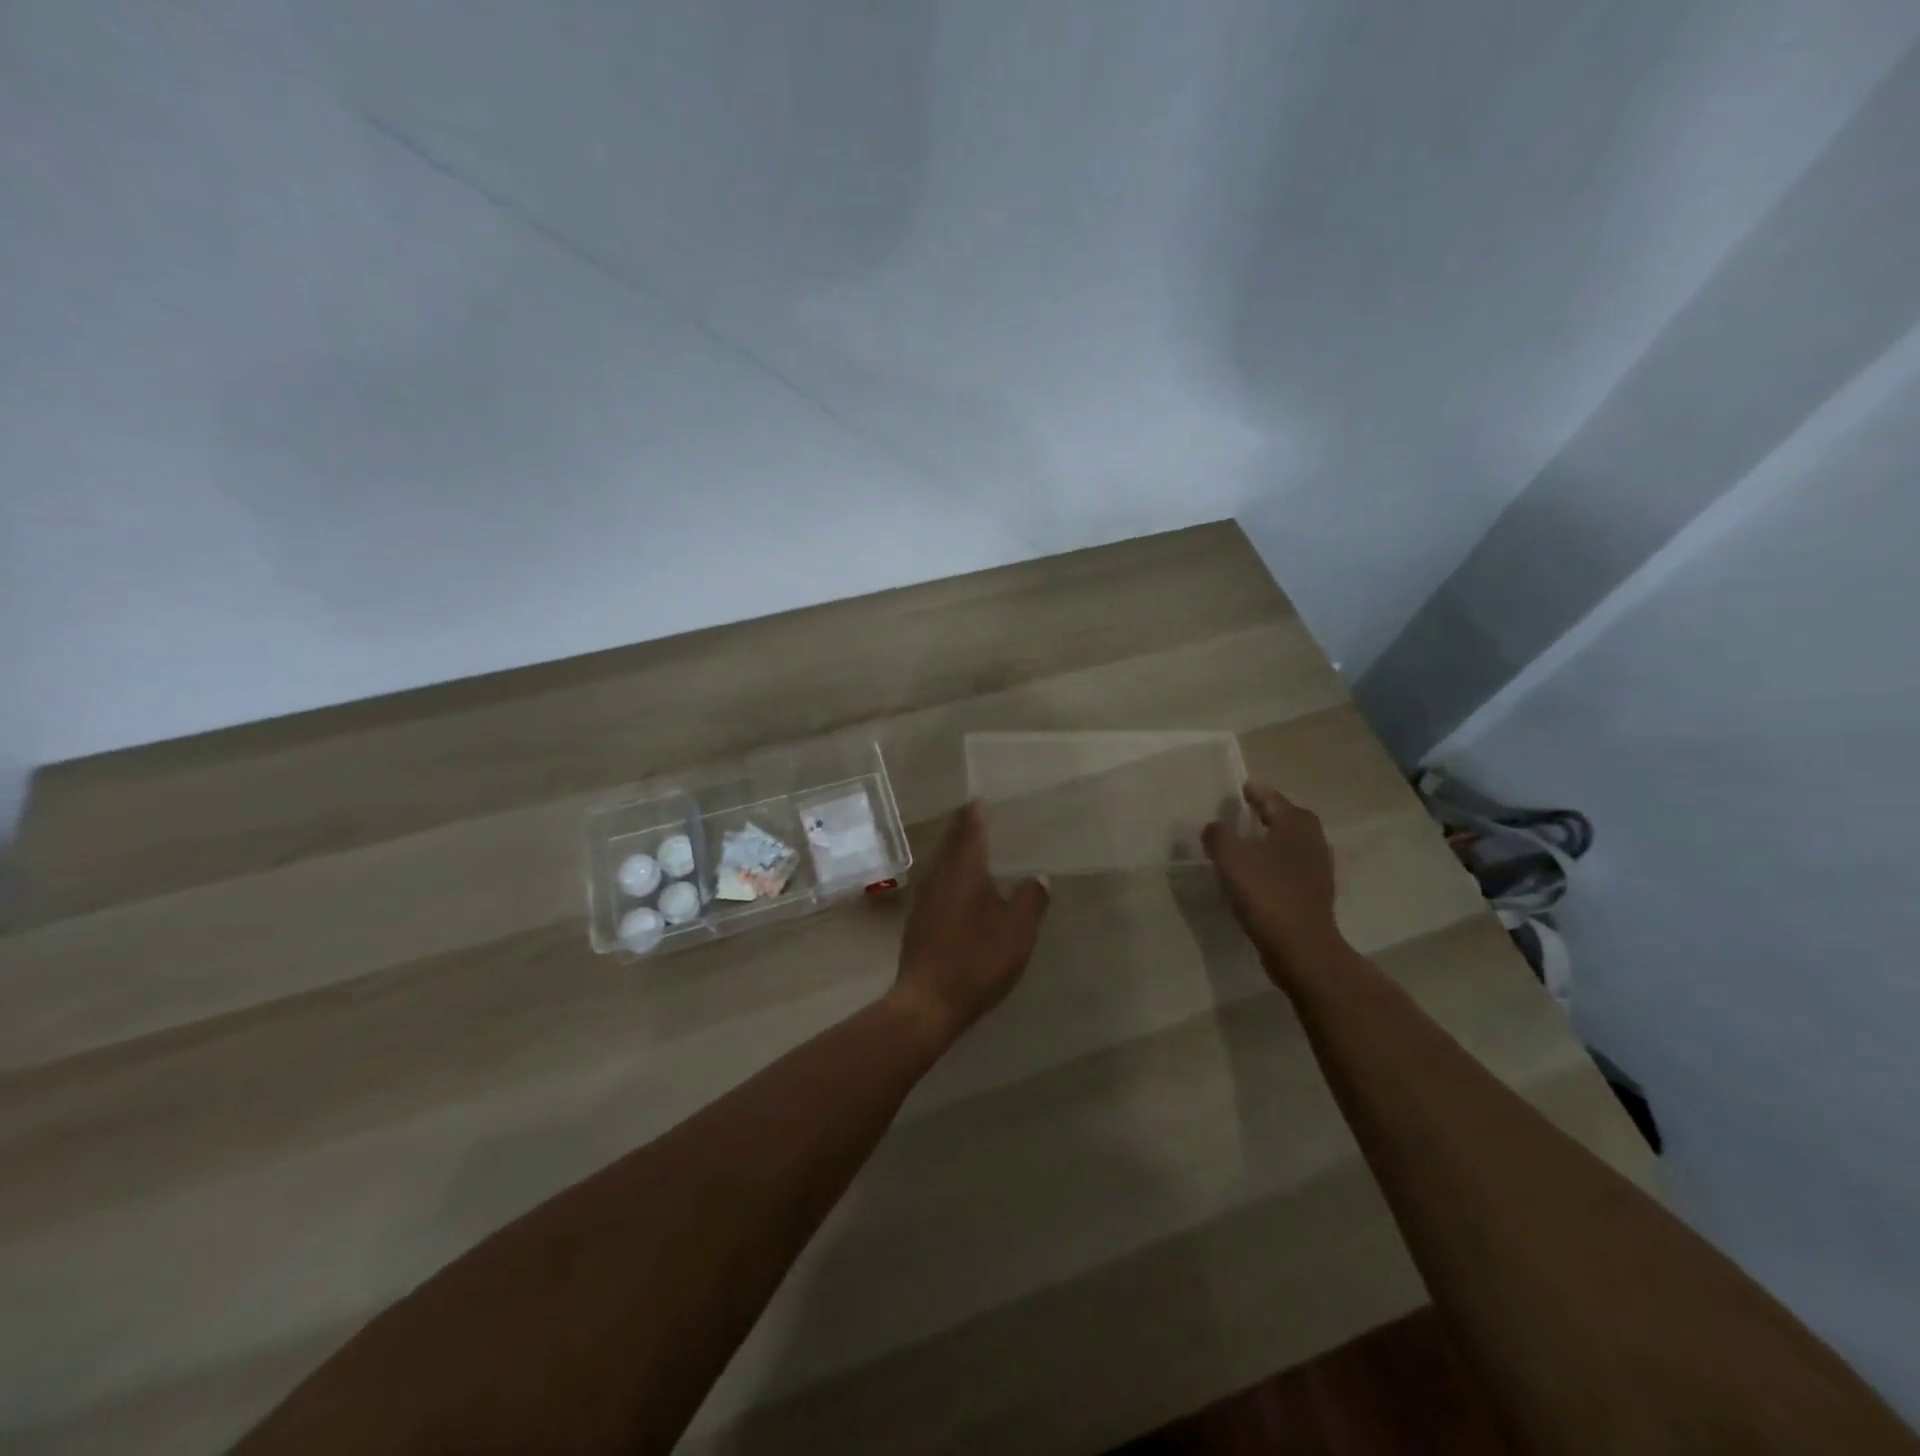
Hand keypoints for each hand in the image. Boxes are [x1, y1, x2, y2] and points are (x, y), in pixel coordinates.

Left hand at [890, 801, 1049, 1042]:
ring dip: (956, 855)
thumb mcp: (1017, 930)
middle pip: (951, 845)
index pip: (969, 831)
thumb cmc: (977, 959)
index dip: (974, 814)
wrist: (928, 1002)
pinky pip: (938, 887)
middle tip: (975, 818)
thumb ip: (1031, 899)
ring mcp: (924, 901)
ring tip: (971, 850)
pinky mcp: (918, 923)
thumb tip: (1039, 876)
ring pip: (942, 866)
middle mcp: (939, 877)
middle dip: (963, 831)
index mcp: (963, 871)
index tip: (977, 799)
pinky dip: (951, 878)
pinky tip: (961, 891)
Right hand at [1203, 782, 1343, 979]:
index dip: (1255, 792)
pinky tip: (1256, 876)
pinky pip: (1289, 869)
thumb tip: (1214, 827)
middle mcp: (1313, 840)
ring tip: (1245, 845)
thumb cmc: (1266, 892)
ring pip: (1289, 845)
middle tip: (1242, 814)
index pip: (1272, 798)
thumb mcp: (1231, 857)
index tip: (1241, 788)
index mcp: (1296, 823)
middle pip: (1287, 819)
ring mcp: (1318, 869)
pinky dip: (1273, 866)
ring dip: (1270, 842)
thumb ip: (1218, 835)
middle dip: (1266, 814)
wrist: (1301, 947)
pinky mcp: (1314, 895)